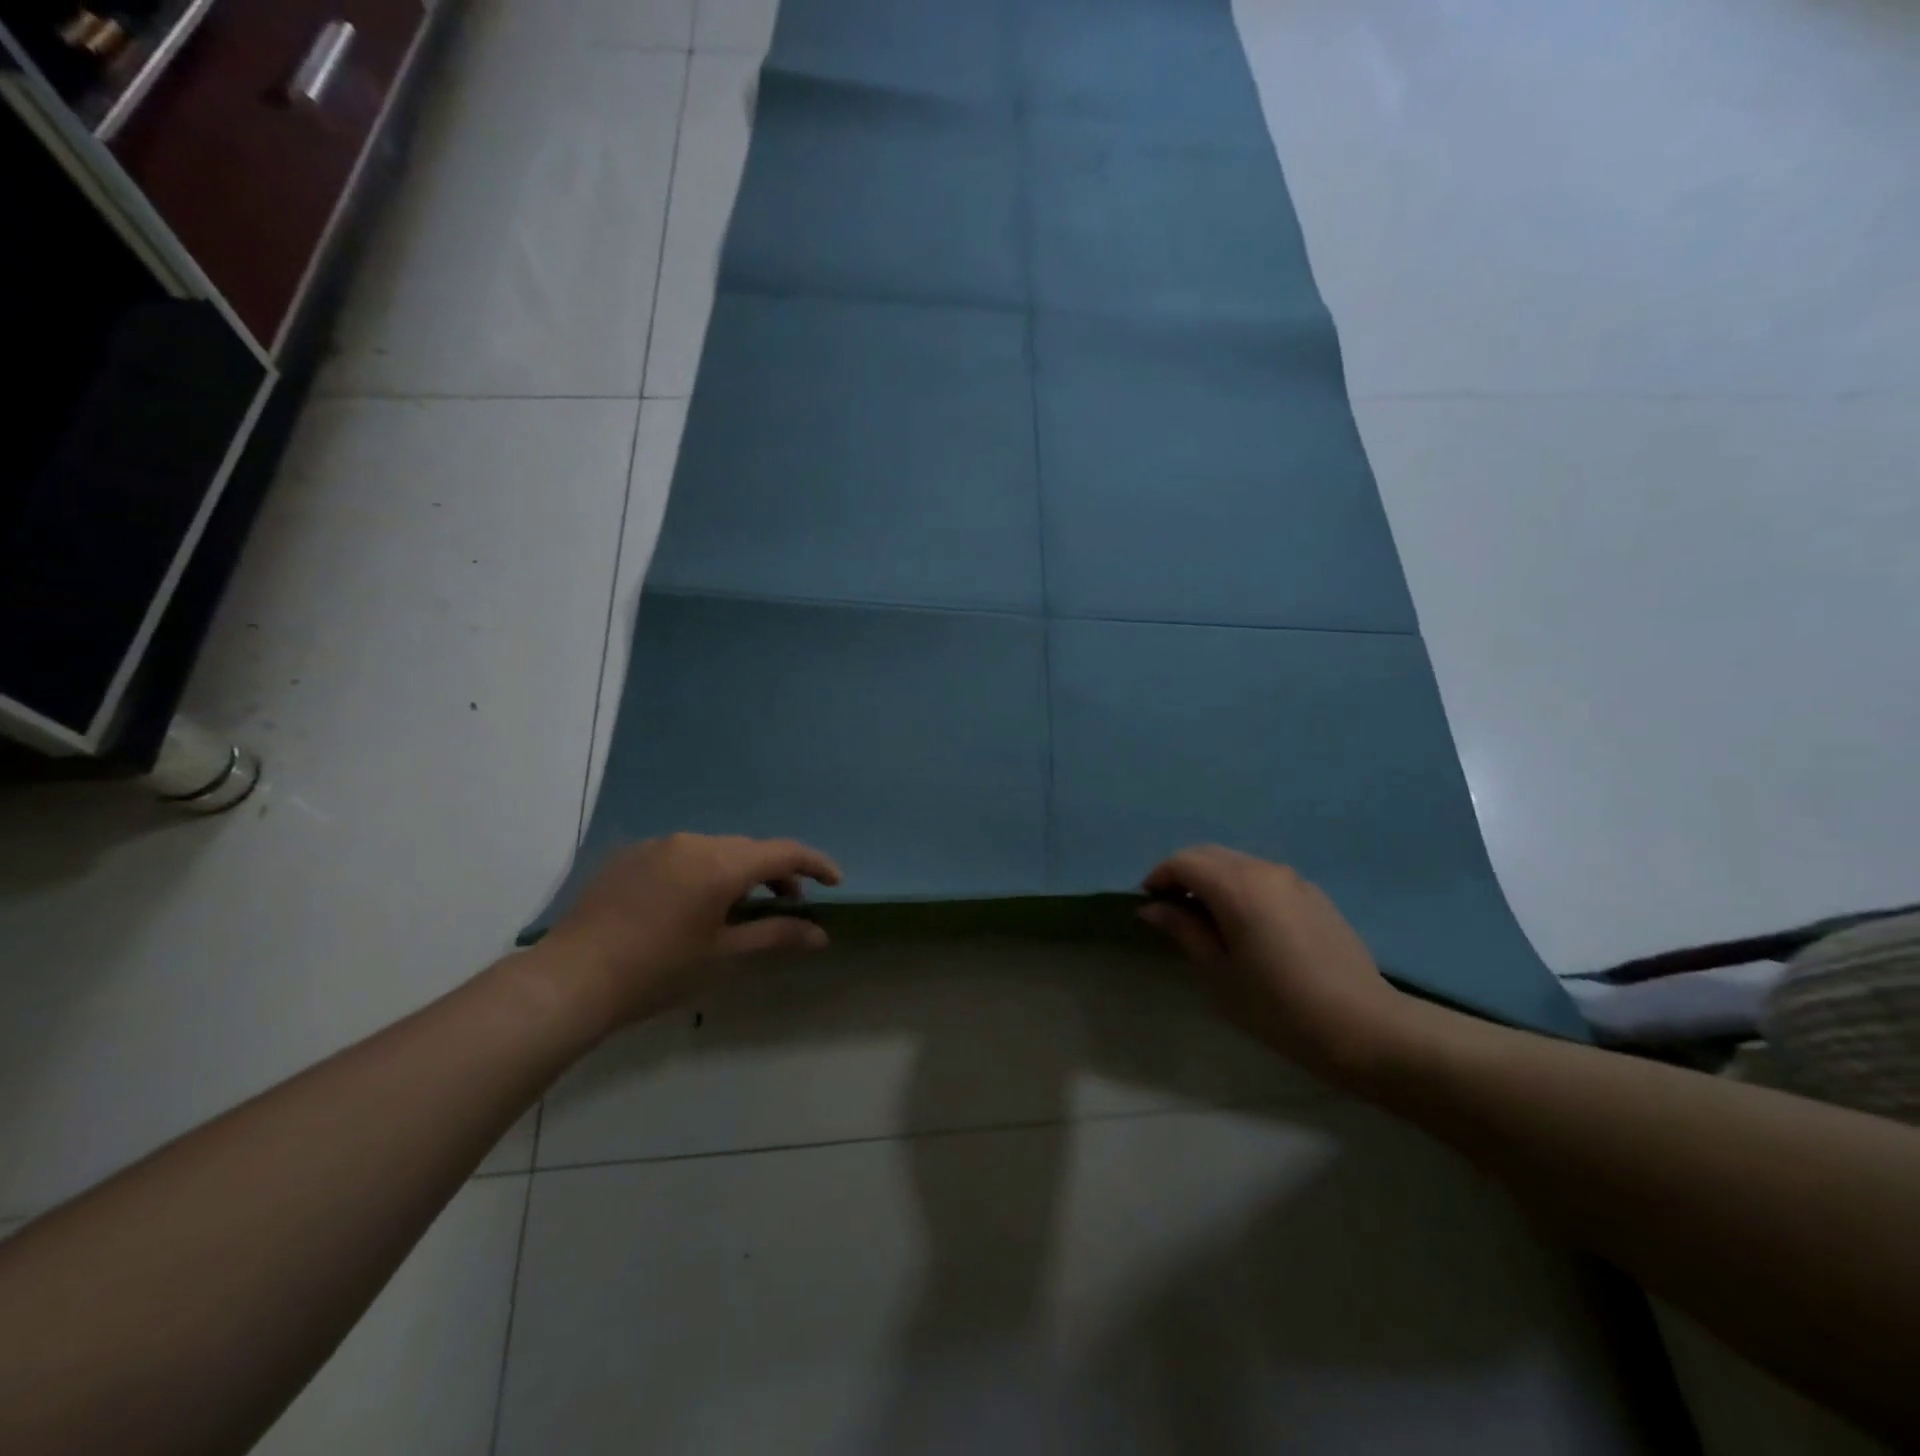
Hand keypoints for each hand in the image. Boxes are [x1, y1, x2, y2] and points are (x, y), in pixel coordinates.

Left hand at [541, 833, 841, 1026]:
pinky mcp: (630, 855)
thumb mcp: (723, 955)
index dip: (815, 864)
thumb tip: (821, 935)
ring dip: (737, 872)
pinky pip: (681, 855)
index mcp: (721, 864)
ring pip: (715, 850)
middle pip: (749, 849)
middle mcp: (692, 842)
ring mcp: (657, 845)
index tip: (834, 883)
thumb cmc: (658, 972)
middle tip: (787, 906)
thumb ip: (776, 936)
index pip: (784, 852)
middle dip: (775, 873)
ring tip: (738, 908)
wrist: (571, 980)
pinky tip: (690, 905)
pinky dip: (702, 871)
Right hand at [1139, 846, 1417, 1088]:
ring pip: (1237, 863)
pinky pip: (1263, 877)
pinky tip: (1244, 924)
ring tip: (1205, 918)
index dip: (1159, 877)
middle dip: (1183, 874)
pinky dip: (1240, 887)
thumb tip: (1152, 907)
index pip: (1183, 862)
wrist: (1363, 1027)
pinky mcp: (1313, 895)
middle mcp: (1264, 870)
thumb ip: (1183, 930)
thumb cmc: (1277, 1006)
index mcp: (1236, 886)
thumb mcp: (1218, 972)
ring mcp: (1293, 880)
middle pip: (1209, 855)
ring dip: (1212, 879)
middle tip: (1171, 910)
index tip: (1148, 904)